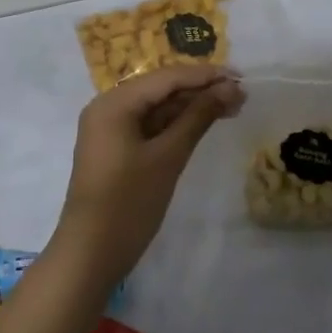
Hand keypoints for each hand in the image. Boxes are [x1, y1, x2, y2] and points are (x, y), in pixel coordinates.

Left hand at [56, 63, 244, 283]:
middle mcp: (109, 107)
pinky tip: (203, 124)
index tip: (241, 77)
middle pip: (161, 89)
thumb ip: (198, 117)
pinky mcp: (116, 149)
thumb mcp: (168, 157)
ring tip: (232, 107)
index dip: (205, 75)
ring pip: (157, 108)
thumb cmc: (129, 203)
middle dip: (201, 90)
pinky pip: (150, 126)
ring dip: (192, 107)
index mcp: (115, 102)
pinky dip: (176, 125)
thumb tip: (229, 88)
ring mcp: (110, 129)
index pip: (167, 78)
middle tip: (241, 95)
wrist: (90, 256)